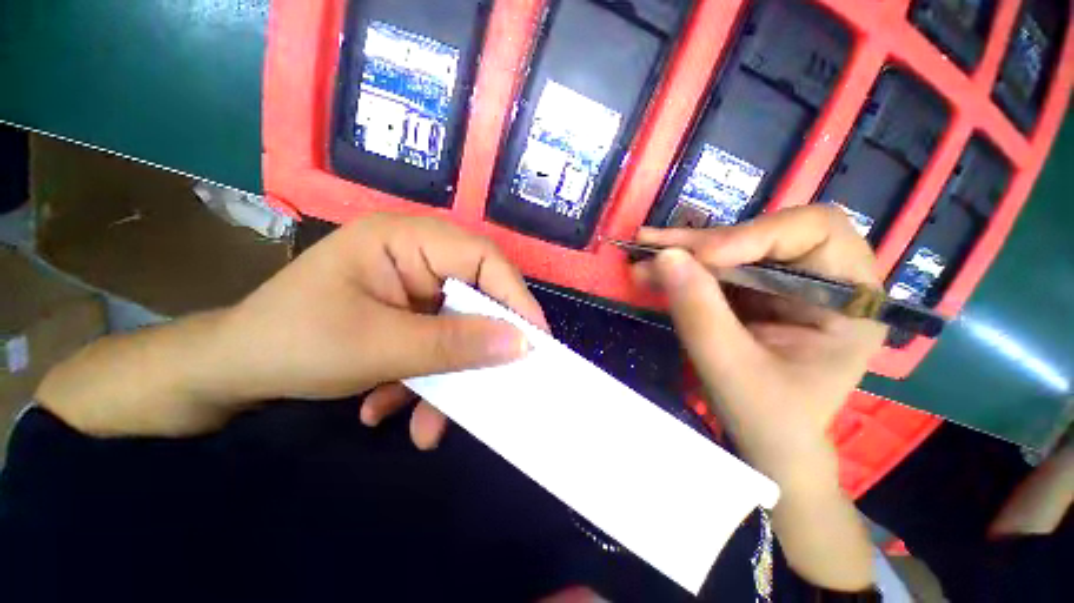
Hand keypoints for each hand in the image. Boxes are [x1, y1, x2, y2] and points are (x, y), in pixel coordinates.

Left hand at [39, 214, 546, 440]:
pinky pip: (436, 343)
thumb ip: (454, 344)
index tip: (535, 340)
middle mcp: (416, 257)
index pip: (482, 258)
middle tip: (495, 386)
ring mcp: (413, 289)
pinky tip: (389, 407)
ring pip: (457, 329)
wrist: (230, 372)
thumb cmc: (291, 344)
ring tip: (426, 426)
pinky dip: (424, 379)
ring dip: (447, 377)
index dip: (514, 297)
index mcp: (405, 240)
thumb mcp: (379, 347)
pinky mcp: (408, 315)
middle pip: (475, 297)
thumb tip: (522, 344)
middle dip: (478, 349)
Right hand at [631, 205, 886, 485]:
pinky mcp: (751, 293)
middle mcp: (822, 281)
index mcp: (850, 299)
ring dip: (683, 251)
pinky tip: (649, 270)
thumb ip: (700, 313)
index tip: (702, 257)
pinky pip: (713, 270)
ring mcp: (783, 285)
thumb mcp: (732, 370)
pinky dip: (679, 268)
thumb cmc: (768, 419)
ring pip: (732, 248)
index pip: (816, 232)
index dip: (757, 234)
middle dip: (705, 241)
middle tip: (653, 244)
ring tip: (642, 252)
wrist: (766, 445)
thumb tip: (665, 257)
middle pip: (765, 235)